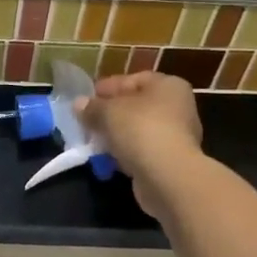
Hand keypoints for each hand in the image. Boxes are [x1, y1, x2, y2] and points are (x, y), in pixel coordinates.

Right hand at [77, 72, 202, 215]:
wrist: (168, 177)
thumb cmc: (141, 130)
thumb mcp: (109, 112)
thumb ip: (92, 107)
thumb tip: (78, 104)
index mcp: (168, 85)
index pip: (133, 79)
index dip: (107, 87)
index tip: (85, 98)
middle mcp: (177, 107)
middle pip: (136, 106)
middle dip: (109, 113)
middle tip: (86, 120)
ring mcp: (176, 136)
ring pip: (137, 130)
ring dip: (115, 135)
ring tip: (92, 141)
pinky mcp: (170, 161)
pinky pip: (141, 151)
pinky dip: (124, 153)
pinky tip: (106, 159)